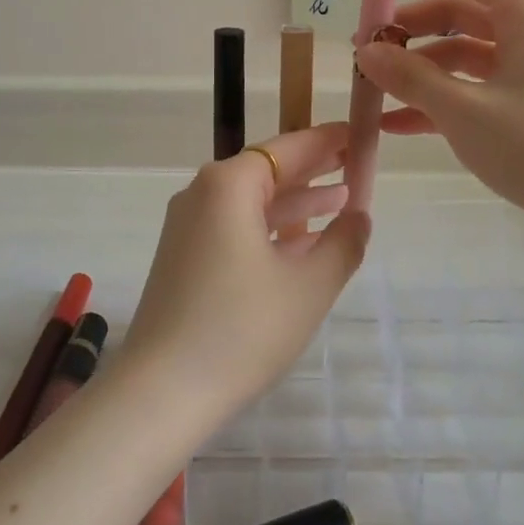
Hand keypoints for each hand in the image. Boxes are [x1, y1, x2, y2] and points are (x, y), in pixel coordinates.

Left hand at [122, 123, 370, 410]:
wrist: (163, 390)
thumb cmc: (243, 328)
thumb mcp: (308, 286)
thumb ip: (343, 243)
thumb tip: (360, 216)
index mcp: (228, 185)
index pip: (286, 148)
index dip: (325, 141)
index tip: (356, 134)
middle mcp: (201, 194)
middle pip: (266, 171)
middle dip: (312, 171)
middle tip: (354, 166)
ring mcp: (187, 226)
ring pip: (251, 202)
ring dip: (294, 203)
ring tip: (341, 205)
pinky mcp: (183, 257)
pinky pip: (234, 228)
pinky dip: (269, 230)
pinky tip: (301, 244)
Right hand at [353, 0, 523, 260]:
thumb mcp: (463, 111)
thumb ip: (410, 77)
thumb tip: (366, 51)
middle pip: (457, 9)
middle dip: (407, 29)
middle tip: (364, 51)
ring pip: (463, 50)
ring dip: (418, 69)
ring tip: (374, 93)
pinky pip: (477, 84)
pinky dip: (440, 97)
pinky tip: (398, 125)